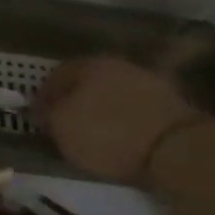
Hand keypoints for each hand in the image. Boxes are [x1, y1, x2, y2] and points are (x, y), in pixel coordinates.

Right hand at [34, 55, 206, 184]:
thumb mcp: (61, 127)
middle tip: (65, 123)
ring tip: (95, 134)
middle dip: (75, 100)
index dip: (43, 96)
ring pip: (114, 93)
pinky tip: (122, 137)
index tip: (38, 117)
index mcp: (88, 64)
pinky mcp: (172, 104)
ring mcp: (149, 82)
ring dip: (102, 109)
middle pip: (87, 81)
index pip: (56, 75)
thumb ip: (47, 114)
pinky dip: (125, 120)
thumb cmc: (107, 134)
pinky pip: (136, 109)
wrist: (176, 149)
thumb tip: (44, 108)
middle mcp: (119, 65)